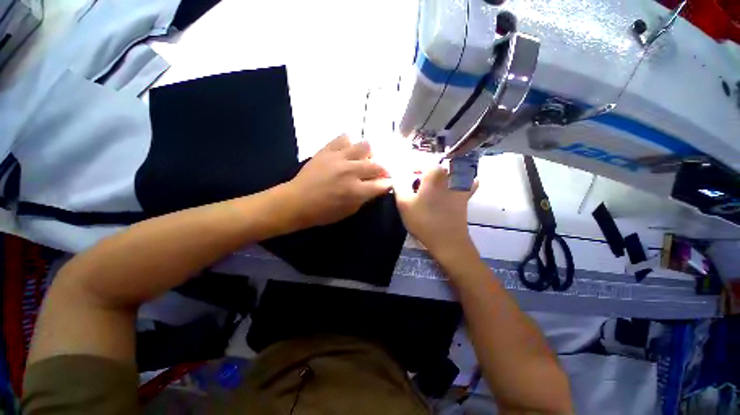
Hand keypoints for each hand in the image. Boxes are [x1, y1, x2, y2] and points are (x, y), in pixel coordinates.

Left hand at [285, 134, 391, 227]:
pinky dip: (349, 144)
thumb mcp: (349, 211)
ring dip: (368, 154)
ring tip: (362, 160)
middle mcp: (351, 171)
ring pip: (365, 146)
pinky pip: (344, 138)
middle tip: (378, 173)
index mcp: (356, 191)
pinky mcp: (327, 150)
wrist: (297, 201)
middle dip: (382, 170)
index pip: (382, 184)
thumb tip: (376, 187)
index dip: (388, 183)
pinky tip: (347, 151)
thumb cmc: (323, 212)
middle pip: (377, 165)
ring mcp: (339, 158)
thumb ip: (365, 198)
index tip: (388, 183)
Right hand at [394, 166, 476, 253]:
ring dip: (438, 175)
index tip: (405, 178)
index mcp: (434, 172)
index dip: (410, 168)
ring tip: (430, 187)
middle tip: (415, 186)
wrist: (448, 241)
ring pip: (448, 171)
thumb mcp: (404, 203)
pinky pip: (465, 180)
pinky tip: (450, 187)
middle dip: (423, 173)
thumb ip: (398, 184)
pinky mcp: (467, 194)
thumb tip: (397, 175)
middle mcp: (450, 173)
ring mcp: (462, 183)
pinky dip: (458, 180)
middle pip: (434, 165)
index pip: (420, 161)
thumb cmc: (424, 221)